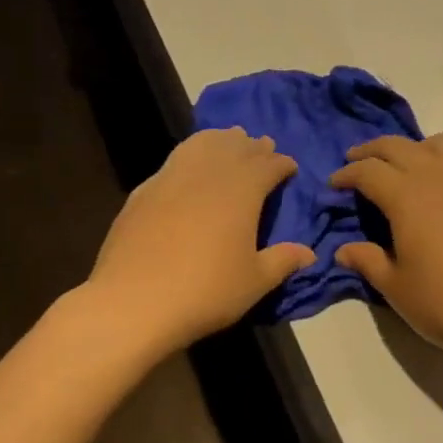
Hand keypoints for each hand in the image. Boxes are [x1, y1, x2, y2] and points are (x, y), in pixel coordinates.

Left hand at [90, 128, 313, 353]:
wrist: (134, 302)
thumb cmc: (206, 292)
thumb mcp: (255, 282)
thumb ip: (282, 261)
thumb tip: (308, 254)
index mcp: (241, 191)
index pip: (267, 165)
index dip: (281, 163)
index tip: (290, 167)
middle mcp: (207, 174)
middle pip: (234, 148)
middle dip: (253, 146)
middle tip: (264, 147)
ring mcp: (170, 179)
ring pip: (200, 145)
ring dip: (220, 140)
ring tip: (228, 140)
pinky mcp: (143, 192)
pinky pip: (174, 161)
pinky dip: (190, 155)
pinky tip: (189, 167)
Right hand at [329, 133, 442, 358]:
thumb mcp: (396, 287)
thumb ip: (367, 261)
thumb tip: (343, 250)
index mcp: (407, 196)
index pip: (369, 171)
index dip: (346, 174)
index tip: (333, 184)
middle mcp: (437, 179)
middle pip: (399, 146)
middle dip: (372, 151)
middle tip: (354, 162)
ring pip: (437, 144)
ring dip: (411, 147)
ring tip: (400, 167)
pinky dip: (437, 163)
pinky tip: (434, 194)